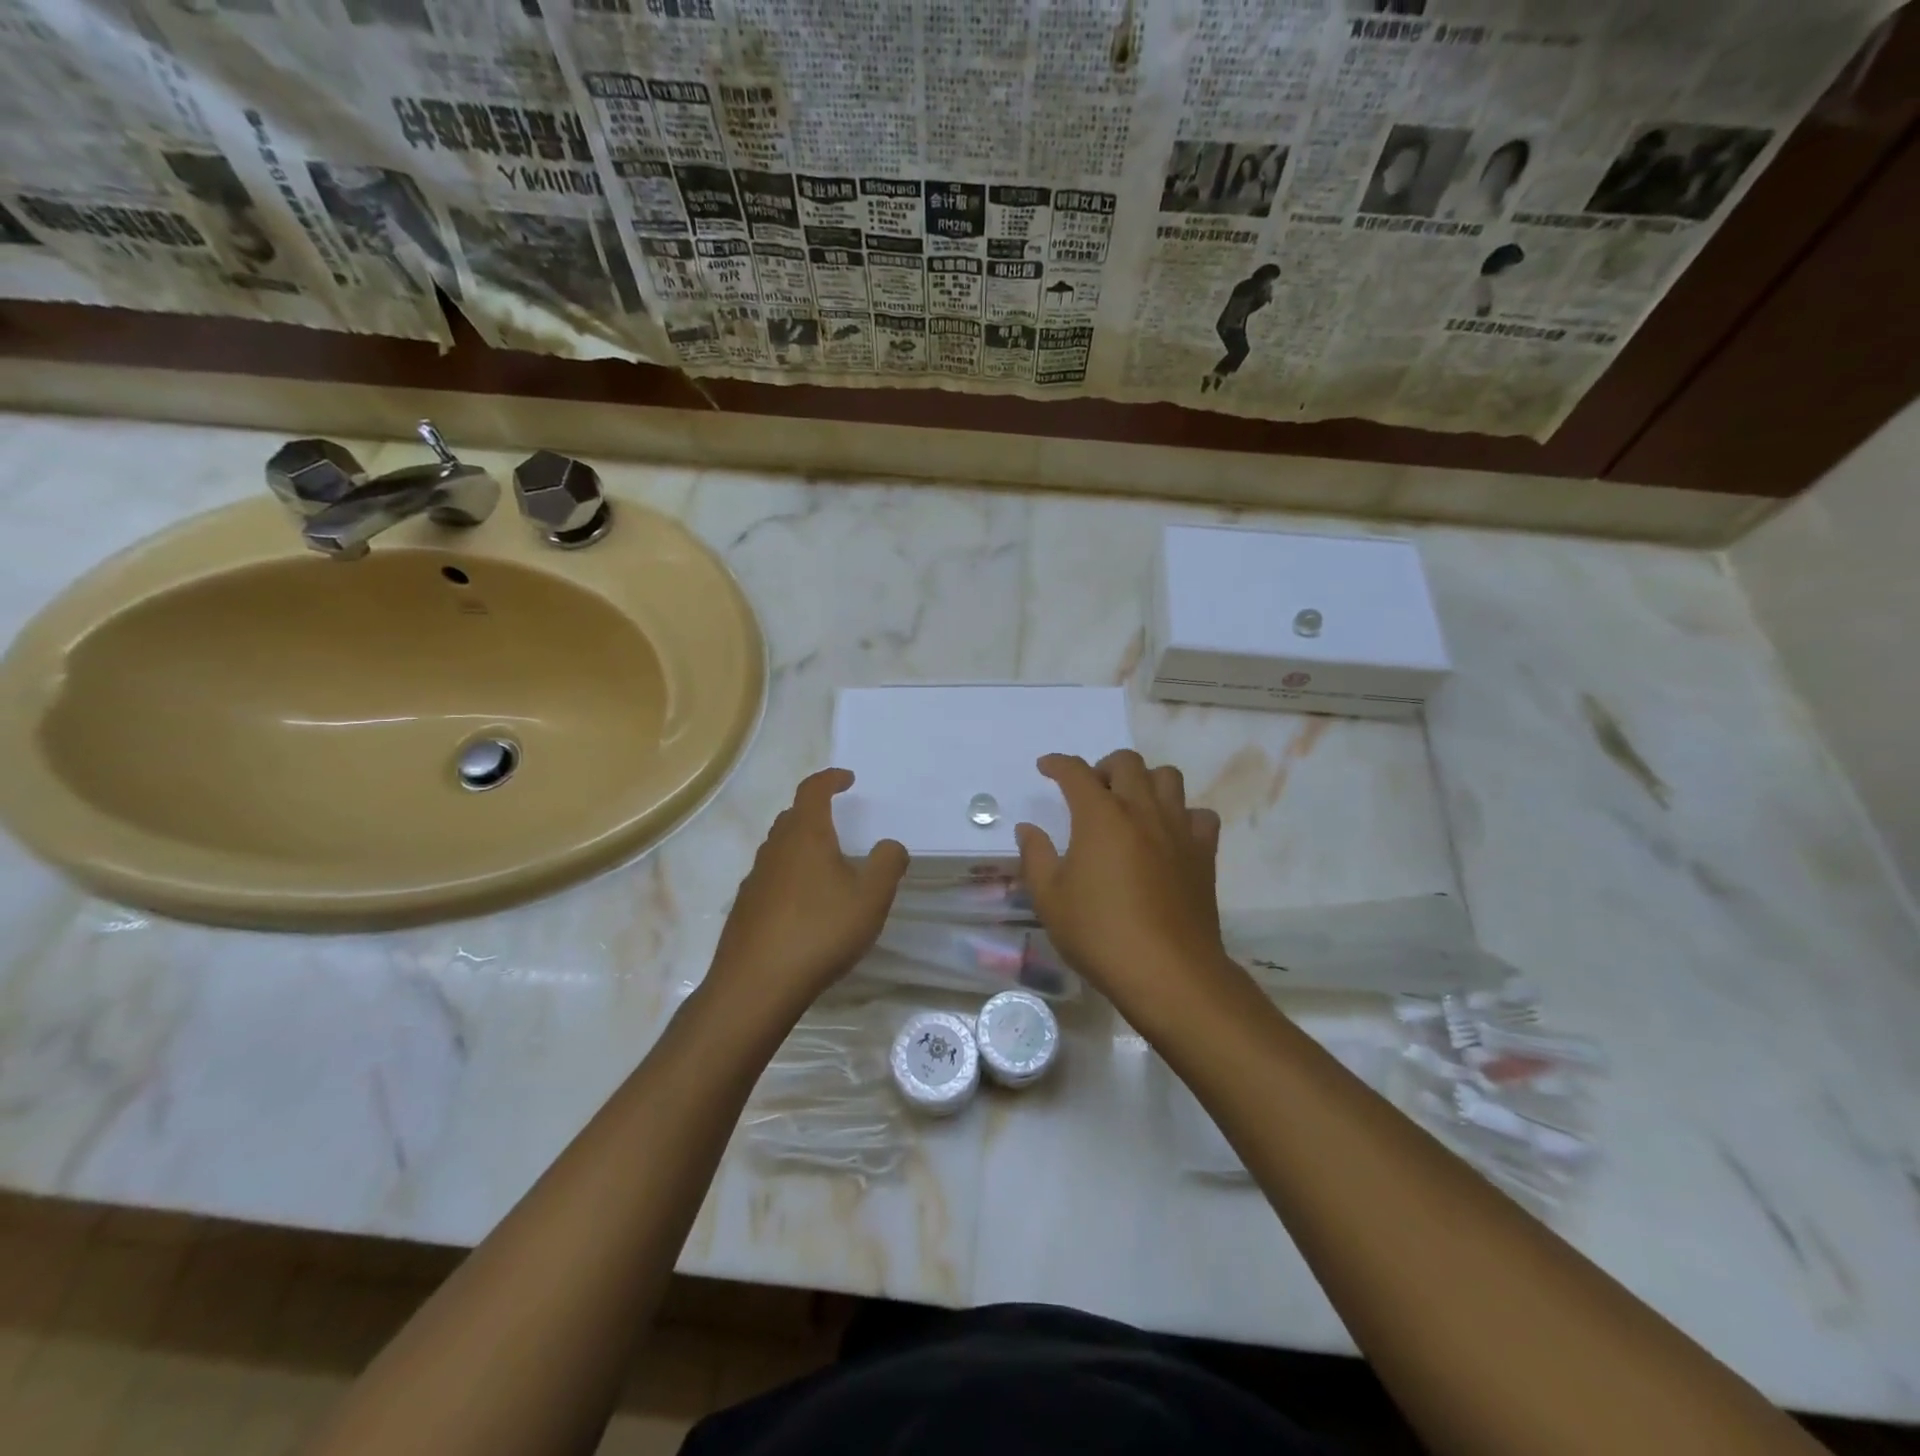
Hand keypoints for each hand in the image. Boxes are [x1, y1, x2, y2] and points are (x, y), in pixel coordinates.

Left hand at [706, 769, 907, 1014]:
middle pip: (793, 817)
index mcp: (806, 836)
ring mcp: (755, 879)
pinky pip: (771, 877)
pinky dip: (789, 876)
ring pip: (779, 848)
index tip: (847, 779)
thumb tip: (890, 845)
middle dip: (815, 812)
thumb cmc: (820, 932)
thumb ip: (888, 863)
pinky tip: (804, 905)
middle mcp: (775, 849)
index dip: (830, 779)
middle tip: (838, 821)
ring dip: (801, 845)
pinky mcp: (745, 908)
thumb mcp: (871, 898)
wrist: (756, 985)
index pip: (813, 790)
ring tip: (826, 865)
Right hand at [1016, 752, 1232, 1019]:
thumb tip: (1028, 828)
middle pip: (1127, 763)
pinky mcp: (1203, 853)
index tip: (1046, 767)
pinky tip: (1169, 835)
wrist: (1167, 972)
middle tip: (1091, 791)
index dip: (1057, 763)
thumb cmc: (1099, 934)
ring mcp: (1177, 829)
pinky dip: (1182, 814)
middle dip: (1103, 766)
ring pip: (1168, 778)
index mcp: (1100, 816)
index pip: (1075, 772)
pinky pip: (1199, 815)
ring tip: (1131, 805)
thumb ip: (1035, 856)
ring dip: (1145, 781)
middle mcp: (1141, 810)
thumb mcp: (1050, 899)